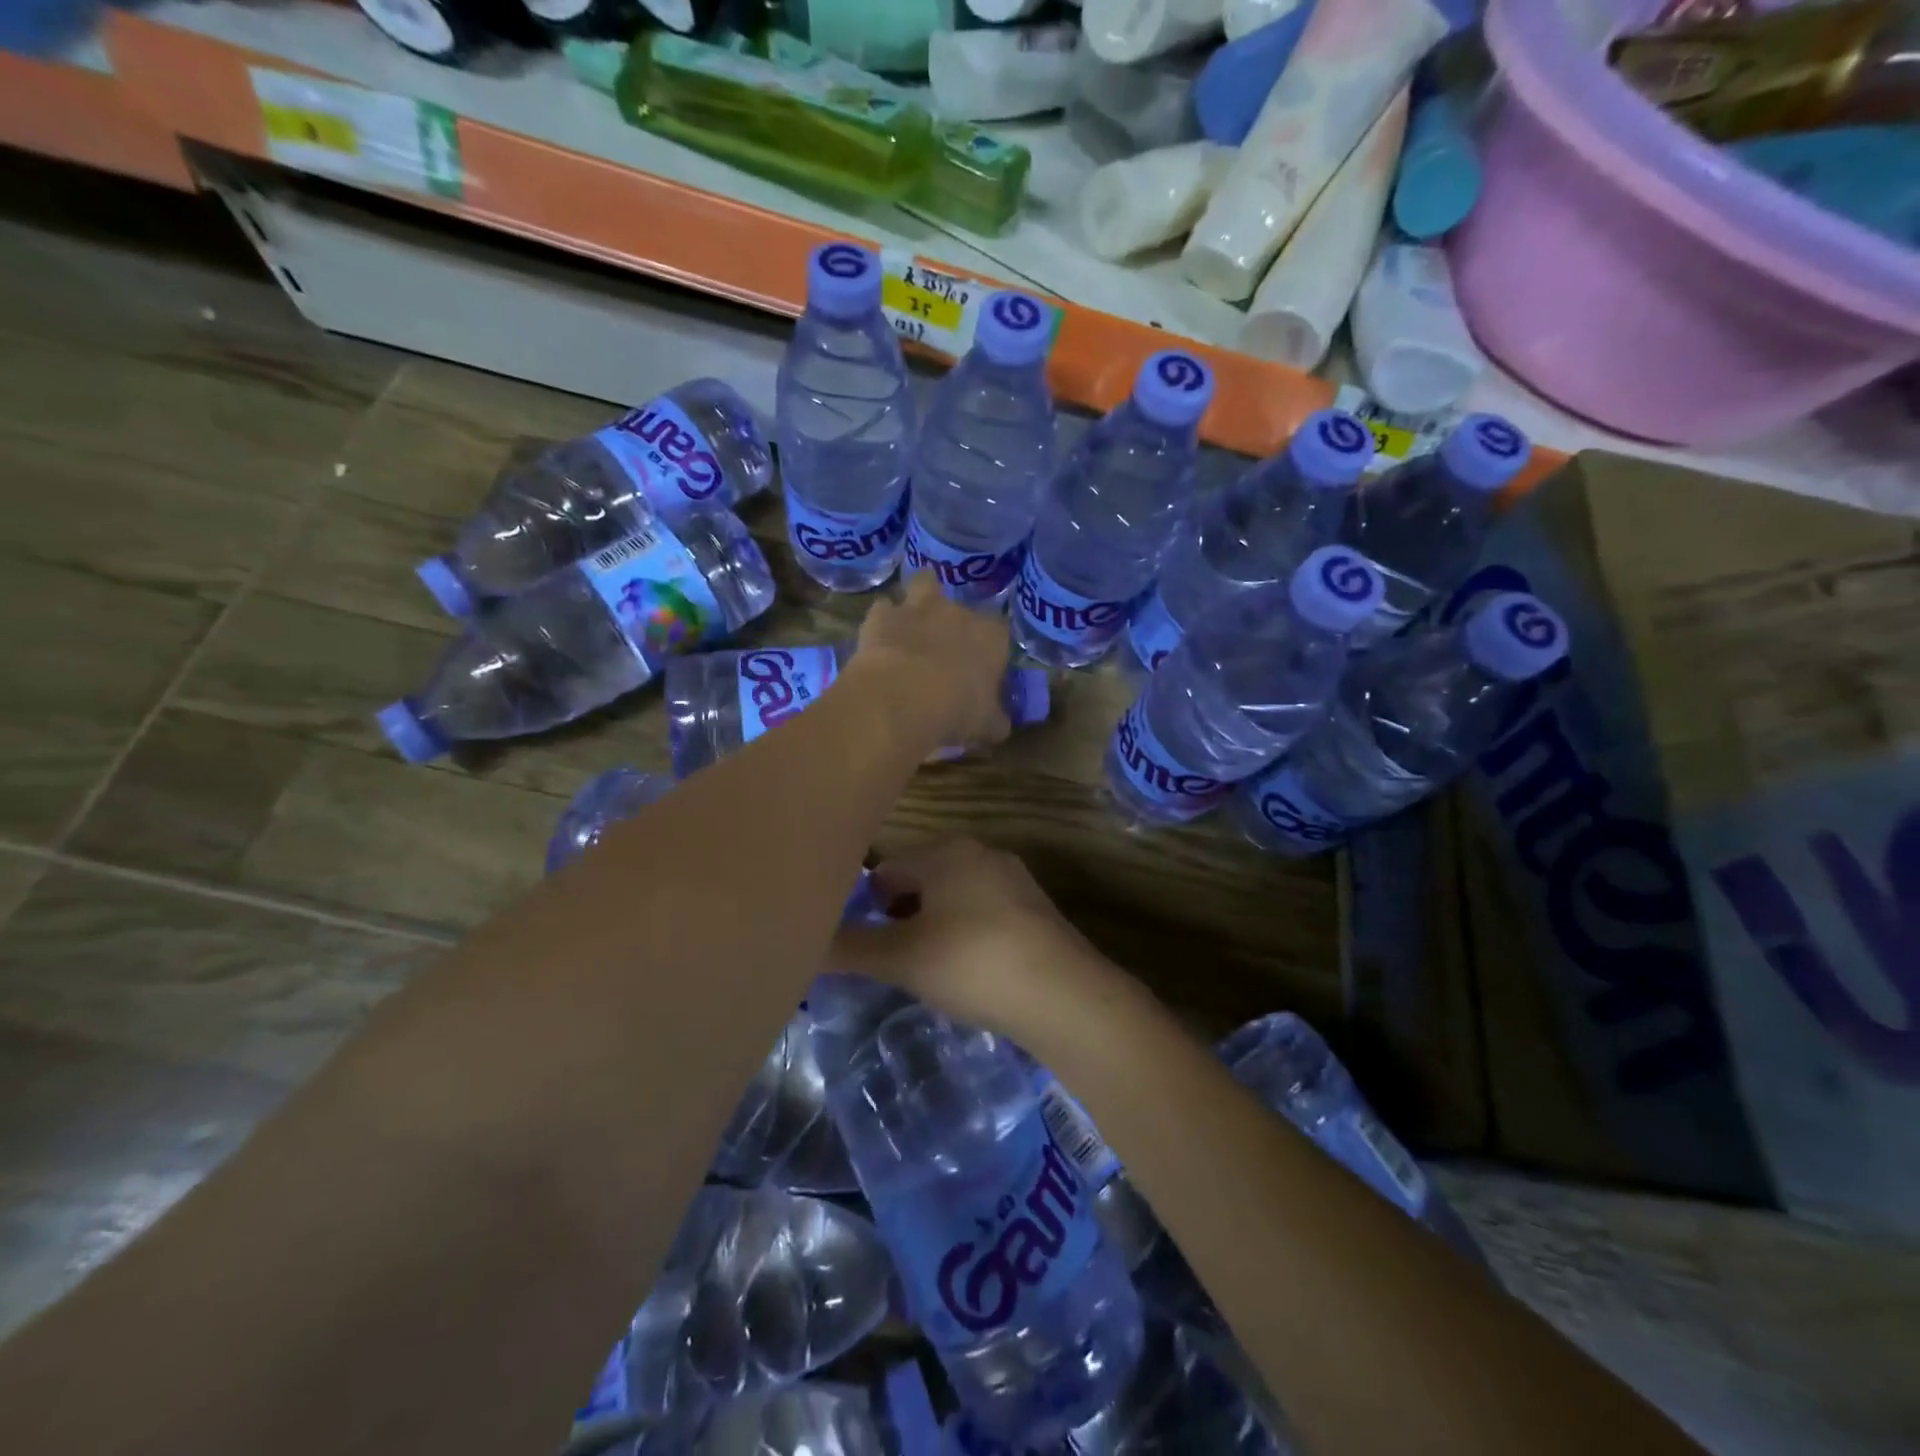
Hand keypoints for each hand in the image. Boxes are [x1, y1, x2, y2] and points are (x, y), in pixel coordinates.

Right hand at [833, 838, 1113, 1038]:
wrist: (1064, 996)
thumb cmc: (972, 963)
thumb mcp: (901, 958)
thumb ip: (849, 948)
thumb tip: (801, 944)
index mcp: (945, 851)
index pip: (885, 868)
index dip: (864, 905)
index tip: (858, 943)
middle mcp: (980, 852)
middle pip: (919, 879)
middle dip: (898, 916)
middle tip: (889, 960)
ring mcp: (1013, 879)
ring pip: (952, 897)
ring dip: (931, 927)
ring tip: (924, 969)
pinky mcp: (1035, 909)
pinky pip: (982, 913)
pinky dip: (964, 936)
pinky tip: (966, 971)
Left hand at [846, 573, 1011, 753]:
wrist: (904, 697)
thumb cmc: (957, 710)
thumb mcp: (986, 726)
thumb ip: (995, 721)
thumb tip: (999, 725)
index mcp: (991, 637)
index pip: (999, 633)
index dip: (989, 649)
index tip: (980, 669)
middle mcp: (958, 612)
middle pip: (960, 606)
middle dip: (953, 624)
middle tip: (943, 650)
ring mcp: (919, 608)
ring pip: (924, 583)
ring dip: (919, 600)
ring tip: (913, 624)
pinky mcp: (883, 615)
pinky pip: (884, 608)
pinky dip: (882, 621)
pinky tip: (878, 639)